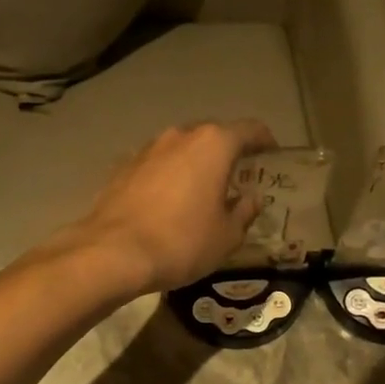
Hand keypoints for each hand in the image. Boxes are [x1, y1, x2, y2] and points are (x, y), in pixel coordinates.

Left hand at [57, 121, 276, 295]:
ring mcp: (147, 149)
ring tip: (202, 191)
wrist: (112, 253)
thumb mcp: (227, 235)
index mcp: (213, 144)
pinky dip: (168, 176)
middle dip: (228, 153)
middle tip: (238, 178)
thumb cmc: (182, 241)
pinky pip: (157, 165)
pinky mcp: (123, 167)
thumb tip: (251, 199)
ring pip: (181, 149)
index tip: (272, 156)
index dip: (265, 141)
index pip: (250, 130)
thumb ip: (244, 212)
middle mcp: (180, 136)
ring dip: (195, 164)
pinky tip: (168, 202)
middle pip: (213, 135)